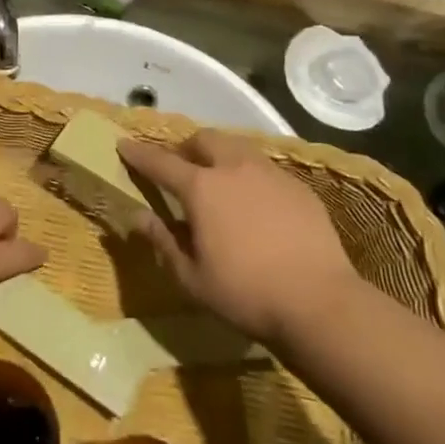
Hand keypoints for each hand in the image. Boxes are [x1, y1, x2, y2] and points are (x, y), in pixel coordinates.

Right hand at [119, 131, 359, 344]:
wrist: (320, 303)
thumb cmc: (246, 293)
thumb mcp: (192, 278)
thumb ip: (163, 242)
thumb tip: (140, 216)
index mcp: (201, 188)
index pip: (161, 162)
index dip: (139, 153)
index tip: (124, 144)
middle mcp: (233, 169)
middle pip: (204, 140)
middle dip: (187, 147)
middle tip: (181, 167)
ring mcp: (270, 174)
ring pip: (238, 147)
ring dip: (220, 155)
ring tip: (219, 179)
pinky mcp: (298, 187)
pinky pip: (265, 168)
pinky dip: (250, 174)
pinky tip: (256, 202)